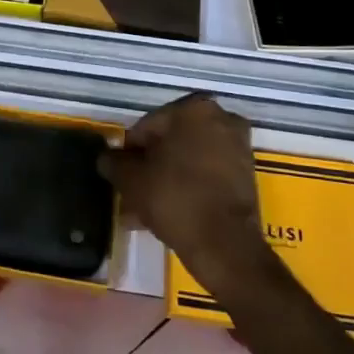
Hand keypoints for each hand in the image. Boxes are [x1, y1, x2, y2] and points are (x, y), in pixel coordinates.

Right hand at [98, 94, 273, 293]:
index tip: (122, 176)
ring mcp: (238, 145)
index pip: (147, 127)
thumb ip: (114, 163)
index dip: (130, 153)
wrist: (226, 245)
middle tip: (133, 192)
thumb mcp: (132, 180)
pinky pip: (208, 173)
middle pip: (171, 142)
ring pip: (189, 159)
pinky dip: (190, 186)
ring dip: (168, 178)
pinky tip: (170, 211)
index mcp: (192, 108)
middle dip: (151, 166)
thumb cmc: (175, 198)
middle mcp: (220, 118)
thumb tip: (106, 158)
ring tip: (147, 208)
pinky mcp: (247, 173)